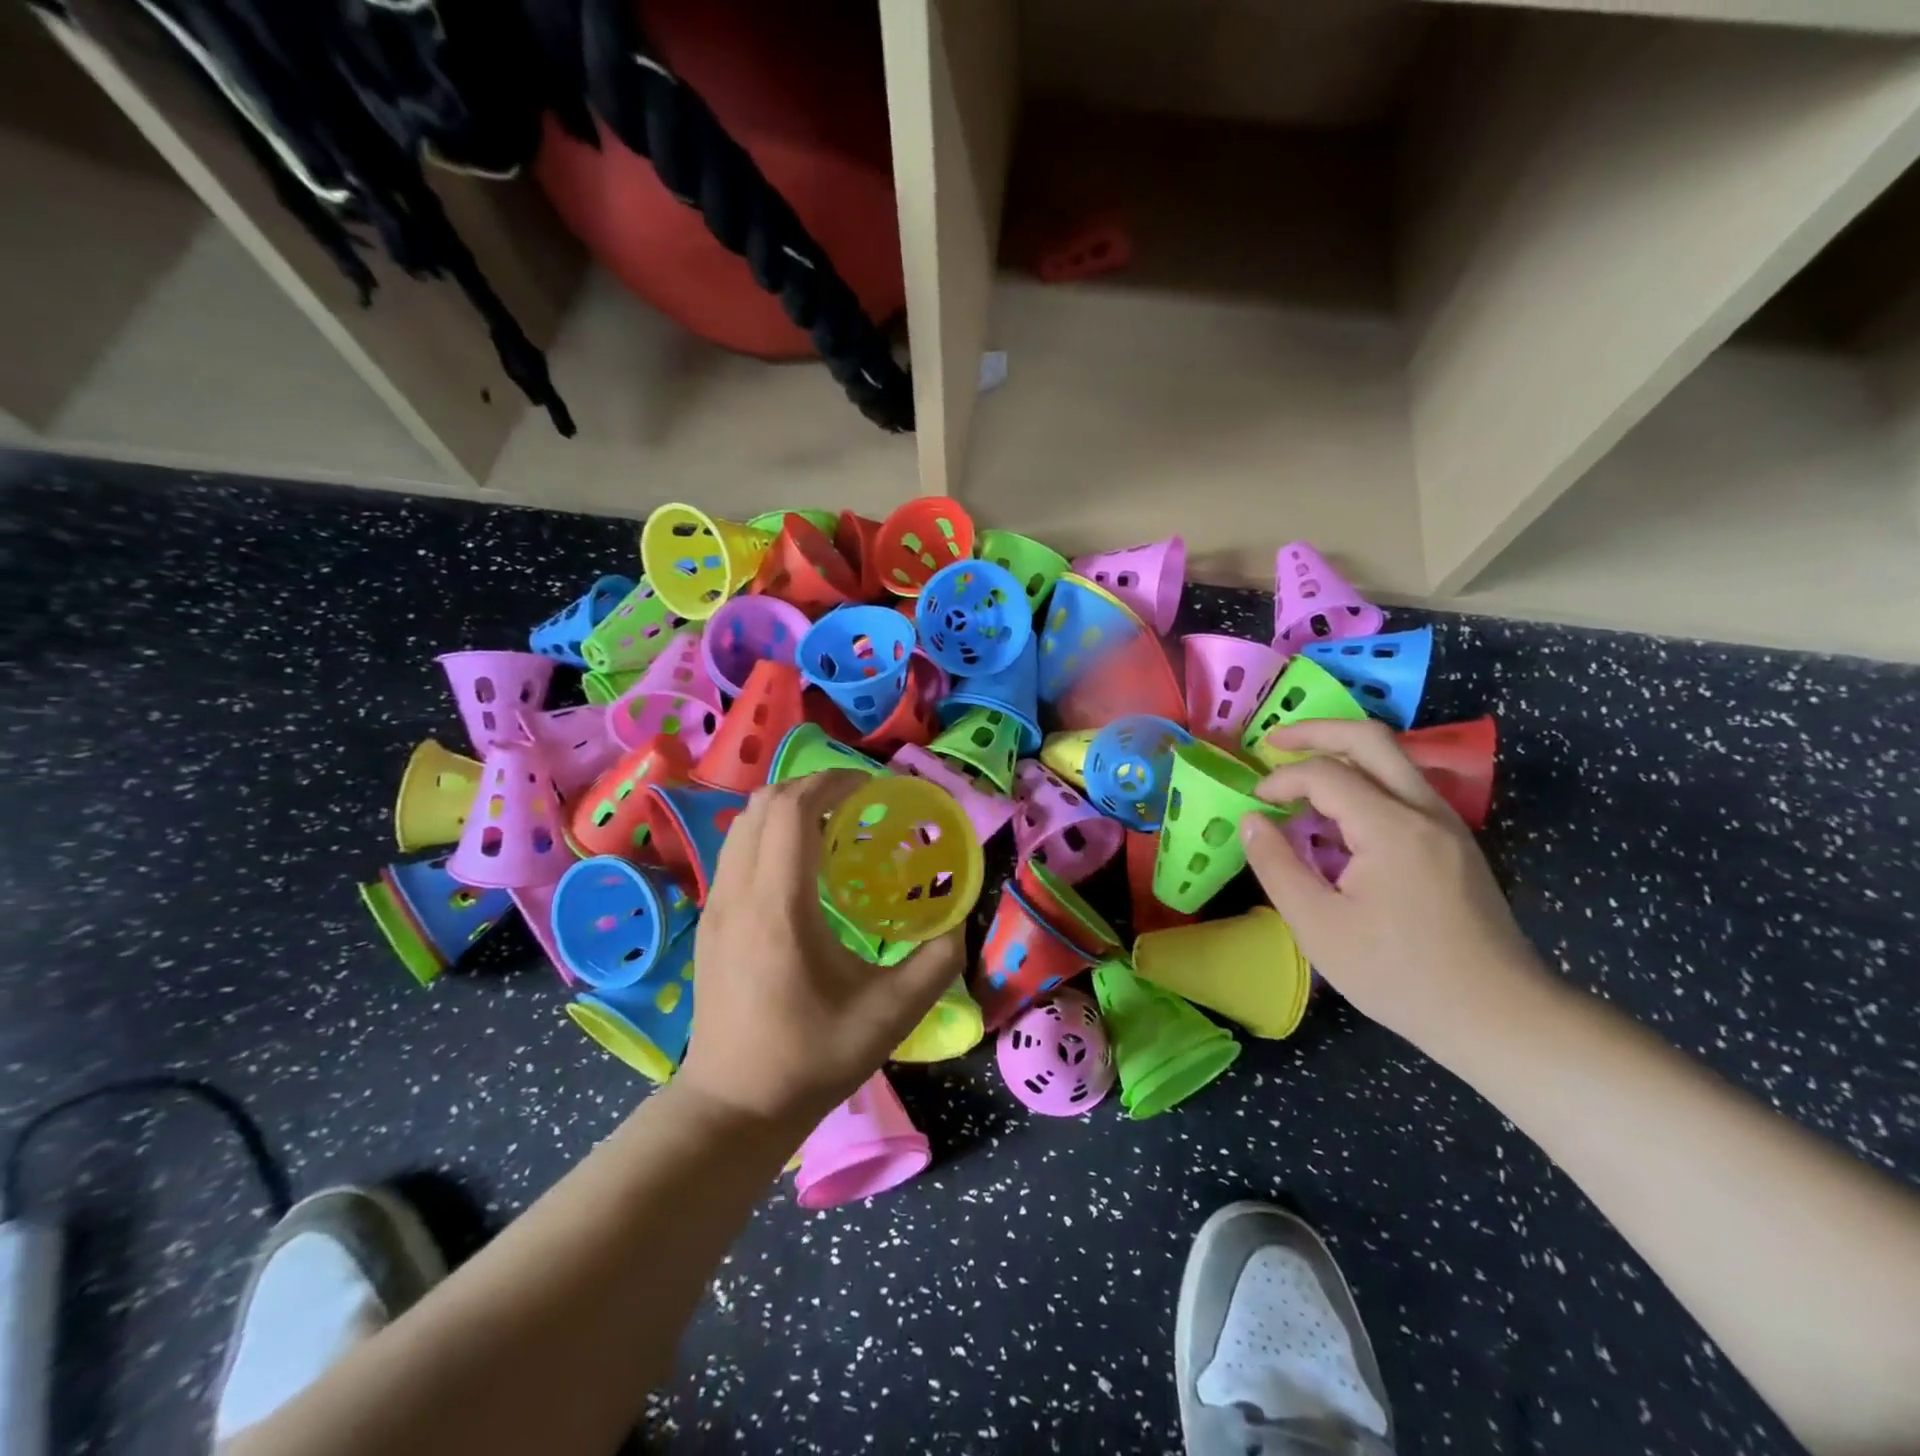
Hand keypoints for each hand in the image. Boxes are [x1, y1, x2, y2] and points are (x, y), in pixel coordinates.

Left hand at [676, 772, 962, 1128]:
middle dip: (813, 787)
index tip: (873, 789)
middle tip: (858, 804)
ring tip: (832, 828)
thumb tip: (959, 921)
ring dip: (788, 808)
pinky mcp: (710, 920)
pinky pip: (736, 849)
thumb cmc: (811, 1059)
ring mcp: (716, 905)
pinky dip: (769, 834)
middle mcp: (739, 893)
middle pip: (764, 803)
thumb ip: (936, 963)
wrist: (734, 1105)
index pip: (793, 809)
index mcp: (779, 907)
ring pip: (743, 822)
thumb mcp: (890, 1016)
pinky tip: (802, 868)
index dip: (833, 782)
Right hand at [1239, 719, 1547, 1053]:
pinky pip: (1406, 789)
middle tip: (1275, 742)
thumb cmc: (1399, 975)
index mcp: (1391, 827)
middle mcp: (1426, 811)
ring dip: (1344, 754)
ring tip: (1303, 773)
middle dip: (1318, 731)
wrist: (1498, 1016)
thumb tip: (1252, 821)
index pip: (1326, 773)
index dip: (1281, 779)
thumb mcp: (1318, 926)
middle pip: (1371, 739)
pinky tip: (1342, 815)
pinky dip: (1366, 782)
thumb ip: (1277, 865)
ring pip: (1394, 760)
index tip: (1254, 803)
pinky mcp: (1456, 844)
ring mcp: (1448, 825)